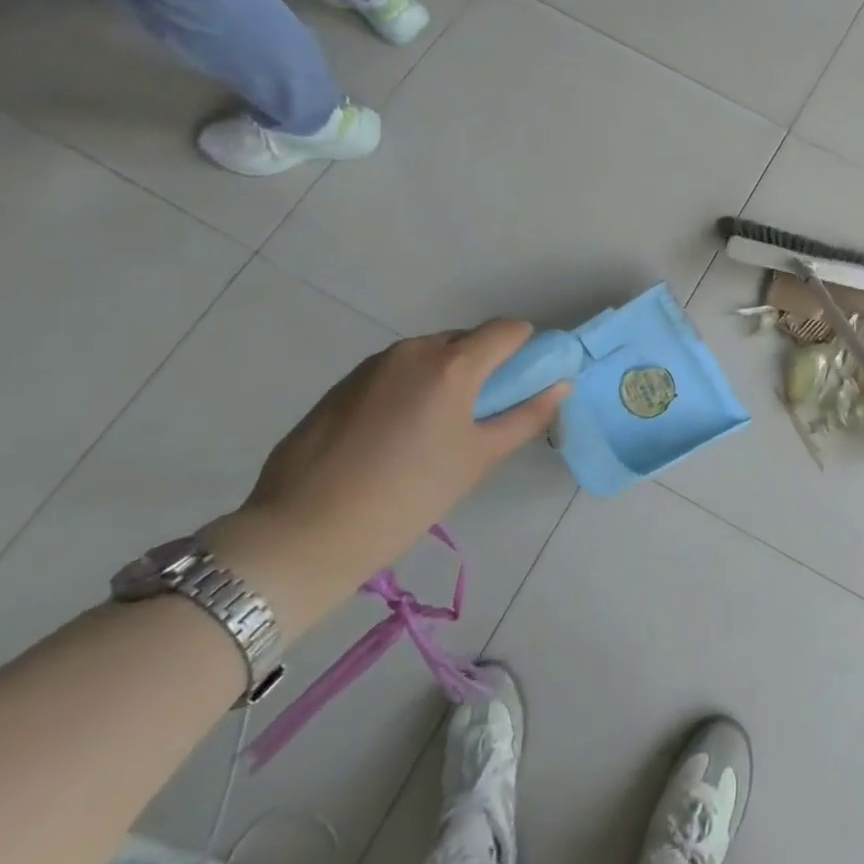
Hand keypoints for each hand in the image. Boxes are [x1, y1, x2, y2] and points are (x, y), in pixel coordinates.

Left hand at [204, 321, 567, 636]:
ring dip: (444, 378)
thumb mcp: (478, 459)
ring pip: (428, 356)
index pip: (507, 330)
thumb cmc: (407, 497)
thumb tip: (560, 385)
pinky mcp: (342, 384)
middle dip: (482, 367)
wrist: (303, 533)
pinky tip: (393, 438)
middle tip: (479, 416)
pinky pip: (394, 373)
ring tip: (432, 432)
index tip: (524, 383)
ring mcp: (372, 364)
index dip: (525, 349)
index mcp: (452, 364)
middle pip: (466, 341)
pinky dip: (409, 390)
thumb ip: (526, 416)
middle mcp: (413, 350)